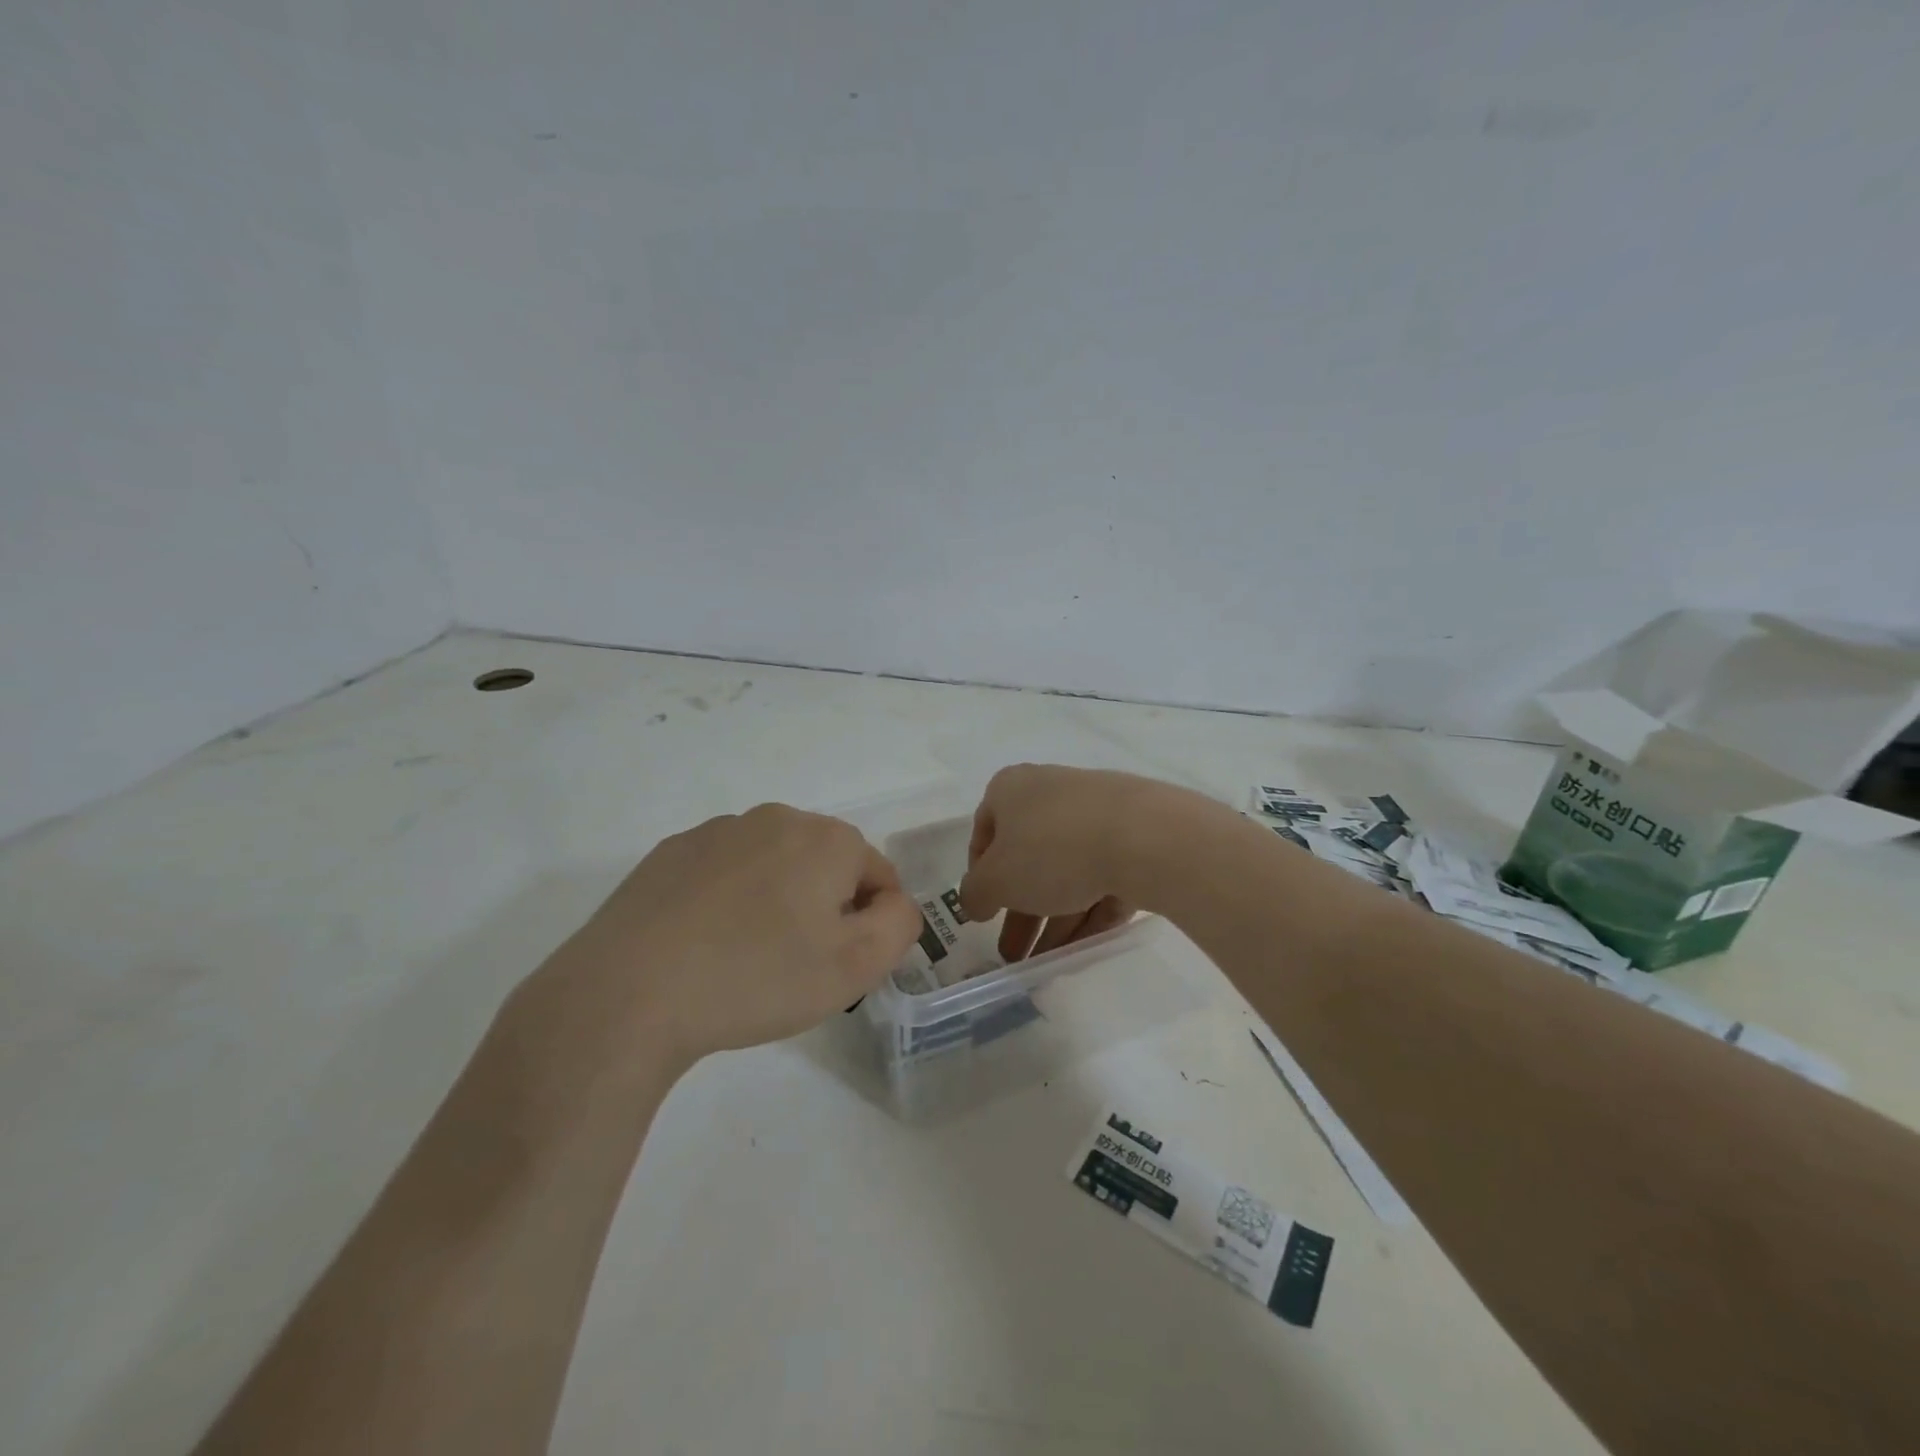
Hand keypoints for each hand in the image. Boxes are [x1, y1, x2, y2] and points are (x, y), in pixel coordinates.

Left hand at [549, 804, 922, 1068]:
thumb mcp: (855, 967)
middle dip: (825, 907)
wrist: (629, 992)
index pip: (877, 874)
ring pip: (774, 865)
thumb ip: (899, 925)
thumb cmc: (757, 978)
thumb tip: (893, 903)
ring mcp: (718, 831)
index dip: (871, 922)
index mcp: (826, 839)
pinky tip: (705, 945)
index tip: (842, 964)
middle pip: (825, 863)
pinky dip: (730, 900)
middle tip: (799, 965)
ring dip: (778, 900)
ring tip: (748, 958)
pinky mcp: (672, 852)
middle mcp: (776, 818)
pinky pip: (725, 872)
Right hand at [959, 764, 1202, 961]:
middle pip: (1028, 858)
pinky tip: (1083, 947)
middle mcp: (1051, 792)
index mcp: (1011, 789)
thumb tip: (974, 900)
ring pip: (1066, 871)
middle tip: (1014, 953)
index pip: (984, 832)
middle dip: (1019, 911)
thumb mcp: (997, 880)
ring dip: (1053, 919)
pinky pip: (1102, 875)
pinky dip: (1089, 910)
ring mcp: (1096, 811)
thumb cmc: (1053, 850)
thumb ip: (975, 893)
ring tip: (1047, 963)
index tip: (984, 912)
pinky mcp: (1133, 834)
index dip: (980, 876)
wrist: (1145, 837)